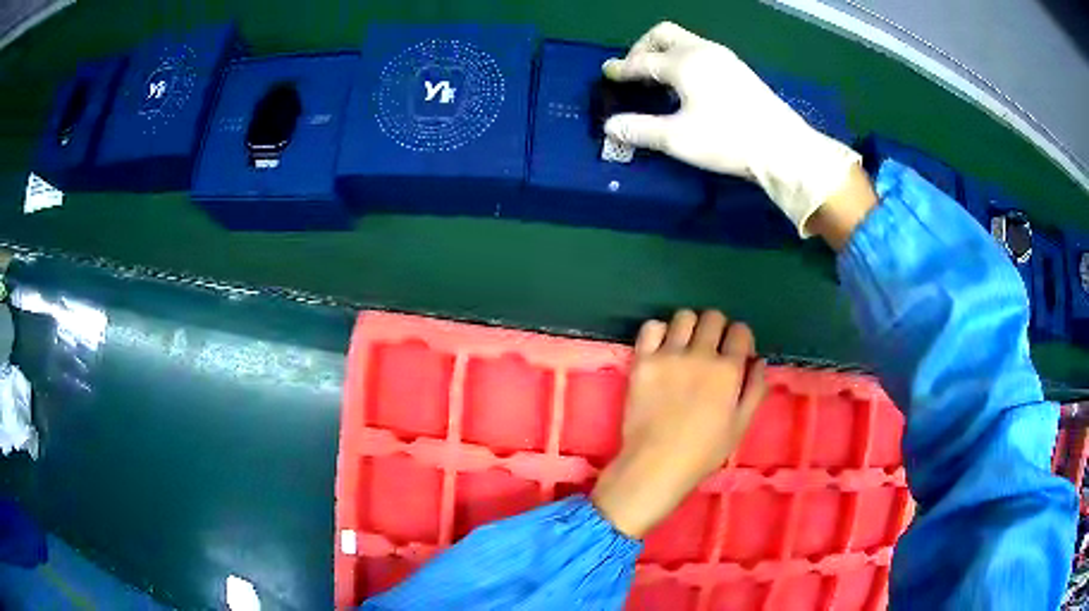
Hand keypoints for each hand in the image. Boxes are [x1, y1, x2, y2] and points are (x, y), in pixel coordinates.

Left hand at [591, 310, 766, 538]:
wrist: (656, 464)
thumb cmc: (704, 452)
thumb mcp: (741, 425)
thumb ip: (755, 389)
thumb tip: (759, 360)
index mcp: (728, 370)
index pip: (740, 330)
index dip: (740, 339)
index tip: (735, 353)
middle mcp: (700, 354)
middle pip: (713, 317)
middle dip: (717, 329)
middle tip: (711, 350)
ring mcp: (668, 355)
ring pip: (684, 316)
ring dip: (689, 327)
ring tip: (685, 347)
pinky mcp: (642, 360)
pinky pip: (651, 327)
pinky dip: (659, 332)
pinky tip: (662, 348)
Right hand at [602, 22, 861, 236]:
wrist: (784, 148)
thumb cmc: (728, 140)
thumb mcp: (678, 138)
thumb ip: (640, 130)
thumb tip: (610, 127)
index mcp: (684, 62)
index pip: (642, 61)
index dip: (622, 68)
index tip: (607, 72)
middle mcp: (703, 51)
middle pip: (663, 34)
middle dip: (642, 48)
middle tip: (633, 70)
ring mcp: (724, 58)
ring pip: (684, 41)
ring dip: (664, 53)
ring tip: (657, 78)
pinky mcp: (739, 70)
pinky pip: (701, 52)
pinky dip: (684, 59)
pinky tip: (687, 84)